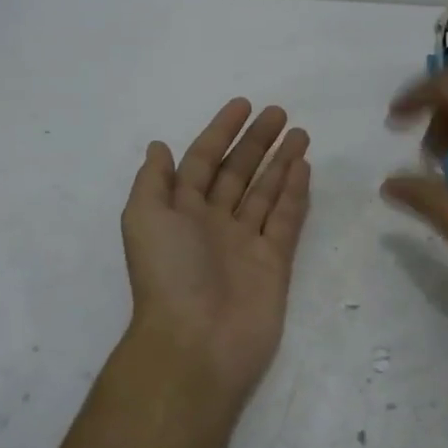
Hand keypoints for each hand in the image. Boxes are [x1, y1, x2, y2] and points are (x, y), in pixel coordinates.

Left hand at [121, 98, 311, 407]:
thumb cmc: (168, 274)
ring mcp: (245, 243)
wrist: (197, 342)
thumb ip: (154, 181)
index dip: (219, 133)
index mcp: (180, 212)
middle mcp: (212, 223)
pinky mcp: (274, 262)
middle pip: (237, 173)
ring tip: (300, 133)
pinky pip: (285, 220)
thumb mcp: (144, 218)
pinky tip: (304, 166)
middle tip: (279, 113)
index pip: (201, 162)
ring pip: (265, 192)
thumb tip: (159, 147)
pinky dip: (294, 193)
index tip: (243, 105)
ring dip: (280, 162)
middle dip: (256, 142)